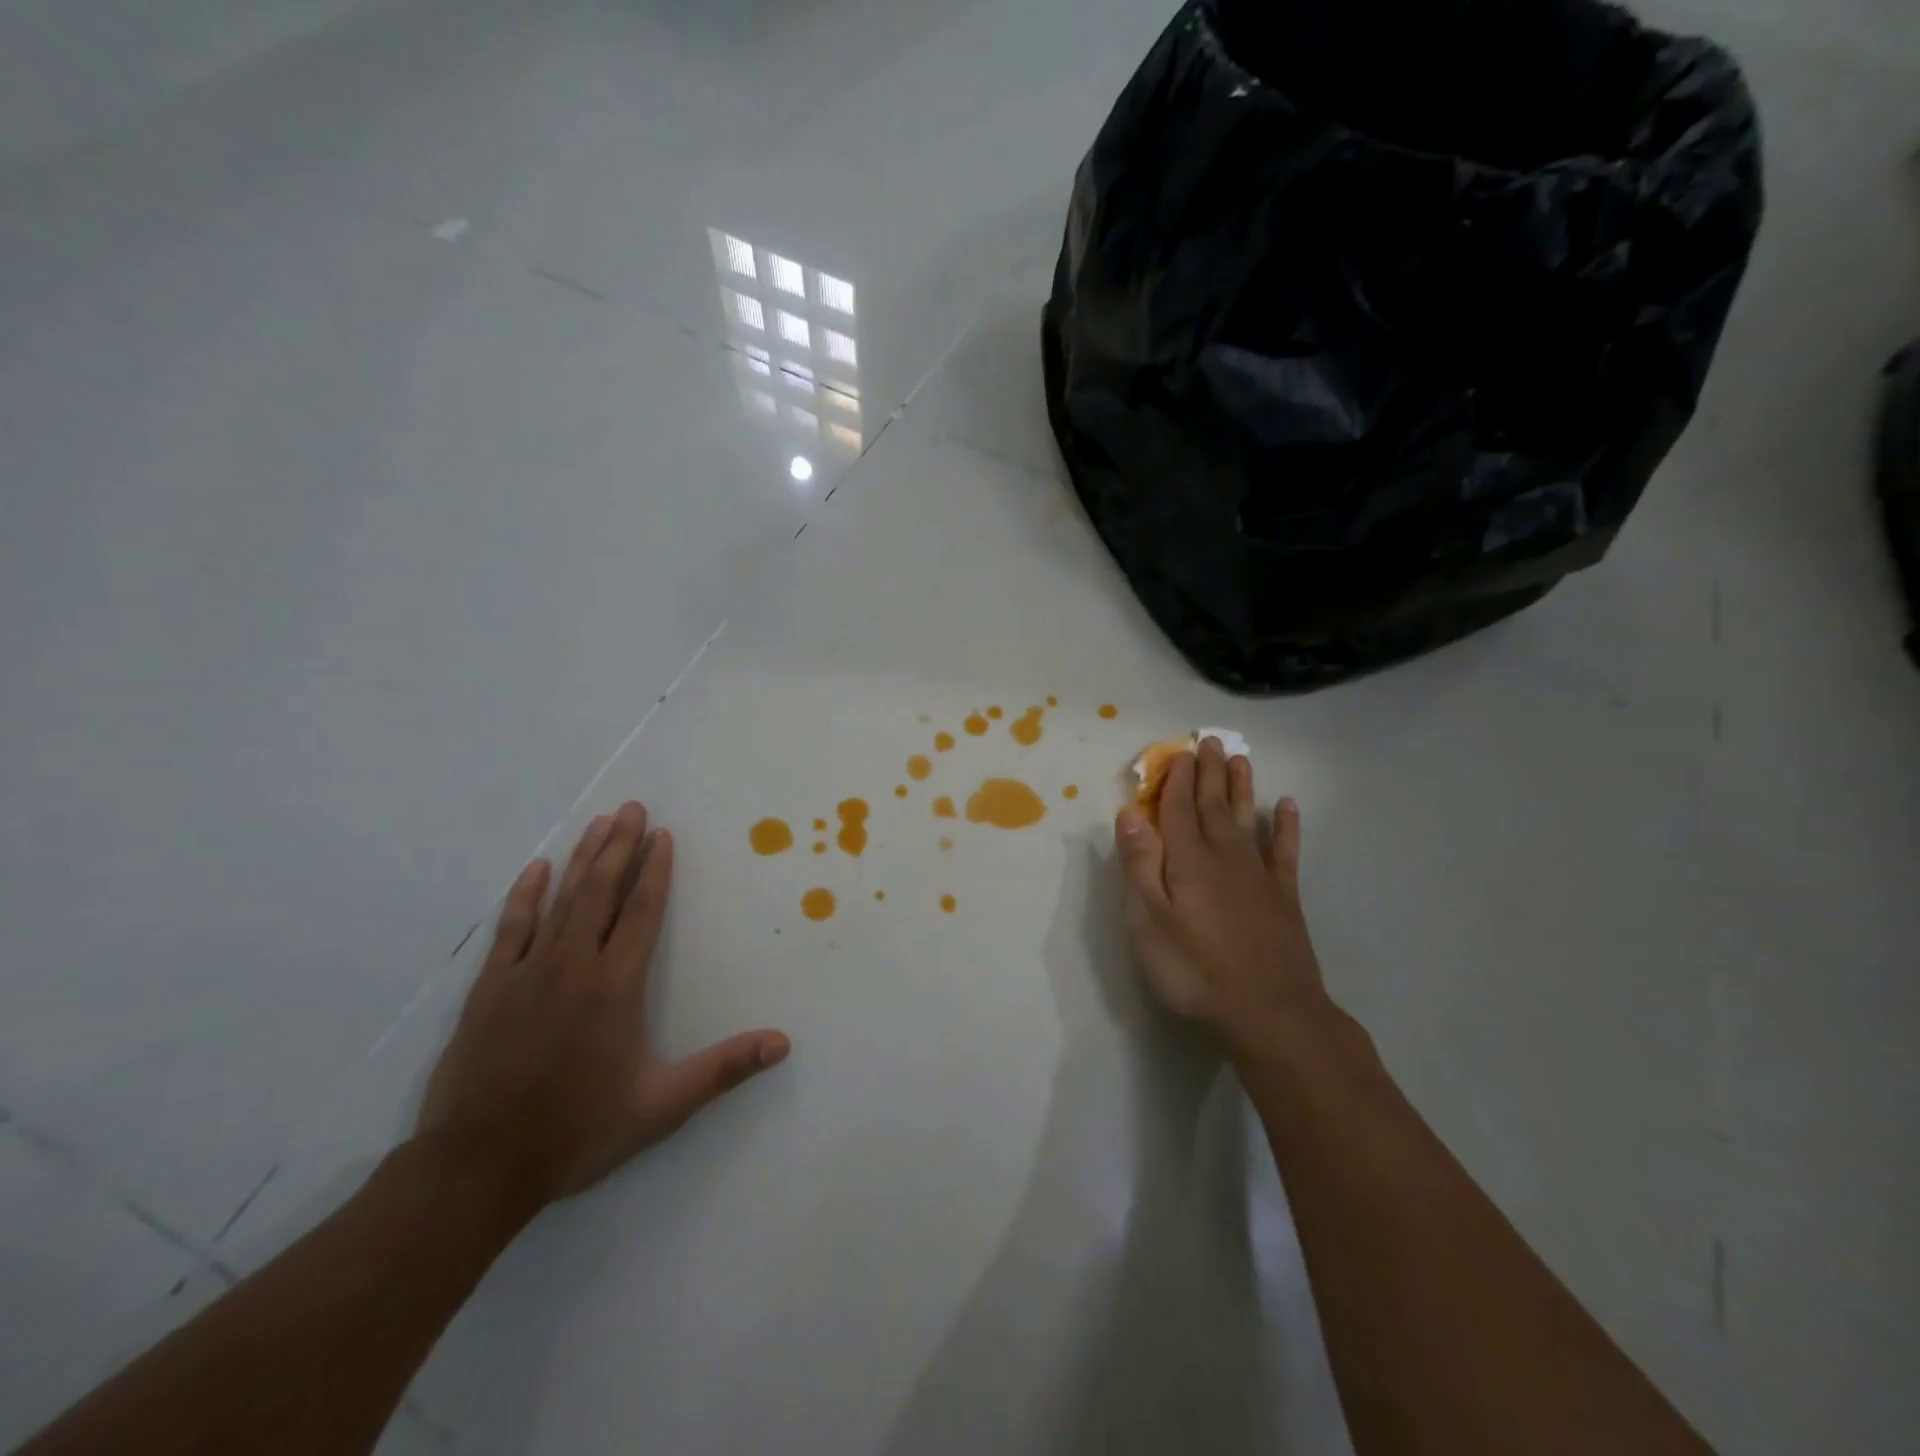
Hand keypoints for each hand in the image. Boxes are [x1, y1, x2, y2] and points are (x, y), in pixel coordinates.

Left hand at [416, 801, 789, 1211]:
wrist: (478, 1167)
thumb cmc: (577, 1131)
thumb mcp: (662, 1105)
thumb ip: (723, 1069)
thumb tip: (782, 1043)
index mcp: (616, 987)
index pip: (641, 914)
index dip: (654, 872)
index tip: (662, 835)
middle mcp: (574, 967)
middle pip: (601, 893)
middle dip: (620, 847)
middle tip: (632, 807)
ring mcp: (527, 973)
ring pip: (561, 901)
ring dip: (582, 859)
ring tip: (599, 823)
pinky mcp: (490, 989)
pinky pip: (511, 929)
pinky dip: (525, 896)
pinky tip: (536, 869)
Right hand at [1114, 737, 1328, 1056]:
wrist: (1271, 1013)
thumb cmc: (1196, 970)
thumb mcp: (1148, 922)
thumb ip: (1139, 865)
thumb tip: (1130, 814)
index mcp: (1188, 859)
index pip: (1178, 808)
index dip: (1176, 779)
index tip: (1178, 751)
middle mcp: (1224, 855)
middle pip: (1213, 804)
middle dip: (1208, 772)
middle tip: (1209, 740)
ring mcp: (1258, 875)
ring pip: (1247, 818)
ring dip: (1241, 787)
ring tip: (1239, 759)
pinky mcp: (1284, 897)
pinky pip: (1284, 850)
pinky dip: (1285, 826)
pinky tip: (1286, 806)